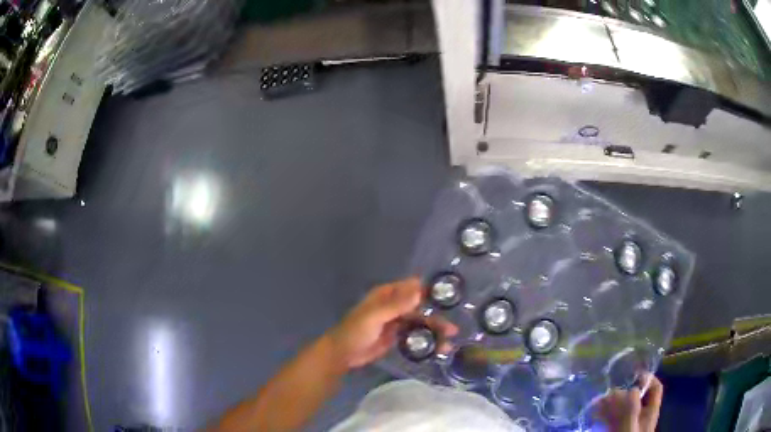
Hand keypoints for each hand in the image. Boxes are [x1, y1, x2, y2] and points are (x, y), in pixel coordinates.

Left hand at [327, 278, 458, 368]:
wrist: (344, 354)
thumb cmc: (355, 331)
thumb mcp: (374, 316)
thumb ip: (396, 305)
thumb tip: (419, 291)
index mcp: (388, 294)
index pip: (413, 287)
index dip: (431, 291)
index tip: (450, 298)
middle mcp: (395, 305)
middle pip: (421, 308)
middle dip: (437, 318)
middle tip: (453, 330)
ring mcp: (398, 321)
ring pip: (421, 323)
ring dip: (435, 332)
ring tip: (448, 344)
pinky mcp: (399, 336)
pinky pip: (417, 335)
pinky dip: (428, 340)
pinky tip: (439, 348)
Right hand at [597, 373, 662, 431]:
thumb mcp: (629, 430)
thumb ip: (630, 410)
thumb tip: (628, 389)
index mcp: (649, 414)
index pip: (655, 388)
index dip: (647, 377)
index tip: (632, 372)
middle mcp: (639, 418)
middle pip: (636, 397)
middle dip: (622, 392)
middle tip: (606, 391)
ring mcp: (625, 426)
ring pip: (620, 408)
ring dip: (609, 402)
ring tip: (595, 402)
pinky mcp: (612, 431)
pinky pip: (608, 419)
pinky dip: (601, 414)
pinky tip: (592, 414)